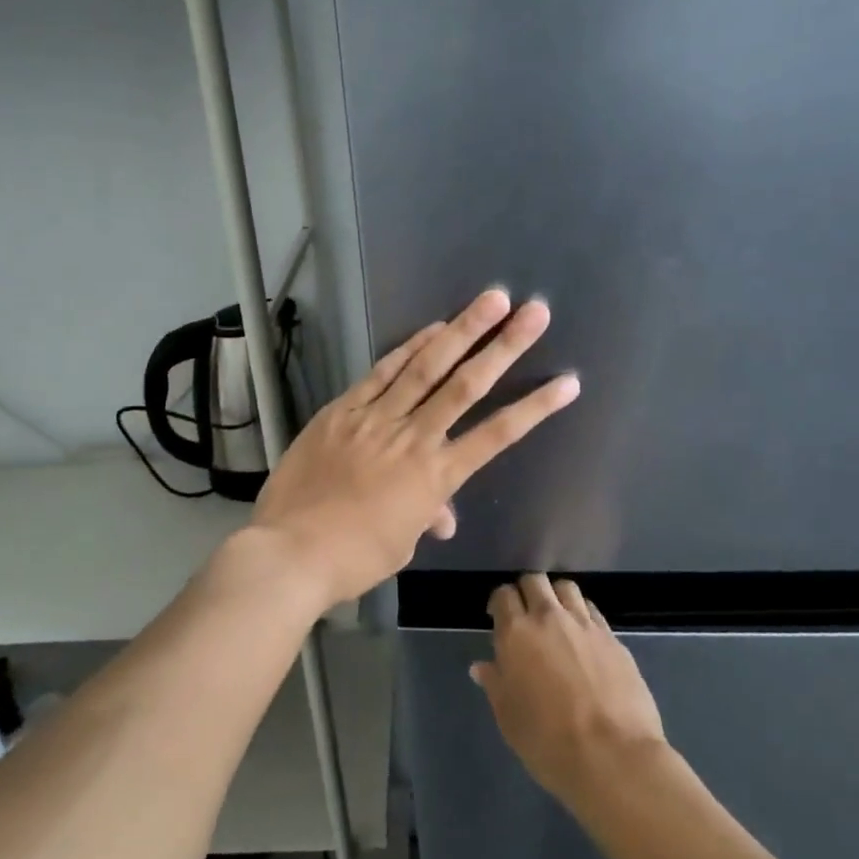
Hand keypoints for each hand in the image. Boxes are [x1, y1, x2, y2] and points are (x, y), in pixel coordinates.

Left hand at [251, 289, 579, 607]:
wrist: (291, 551)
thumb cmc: (352, 558)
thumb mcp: (400, 543)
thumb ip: (425, 516)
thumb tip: (441, 515)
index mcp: (435, 477)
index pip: (496, 436)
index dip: (535, 408)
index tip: (567, 383)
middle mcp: (413, 438)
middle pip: (467, 385)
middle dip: (504, 346)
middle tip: (534, 312)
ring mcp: (376, 419)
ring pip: (426, 367)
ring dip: (462, 330)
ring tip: (491, 300)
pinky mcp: (343, 410)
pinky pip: (381, 372)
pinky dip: (408, 347)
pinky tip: (431, 327)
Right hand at [471, 574, 666, 814]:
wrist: (612, 756)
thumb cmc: (547, 740)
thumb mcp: (509, 717)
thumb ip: (495, 684)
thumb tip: (481, 667)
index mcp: (516, 633)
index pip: (503, 595)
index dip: (499, 603)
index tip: (498, 618)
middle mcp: (549, 618)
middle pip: (535, 581)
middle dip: (527, 591)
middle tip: (526, 615)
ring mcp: (585, 625)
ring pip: (567, 588)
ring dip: (557, 597)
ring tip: (557, 619)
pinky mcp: (614, 638)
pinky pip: (593, 612)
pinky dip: (583, 615)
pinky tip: (583, 638)